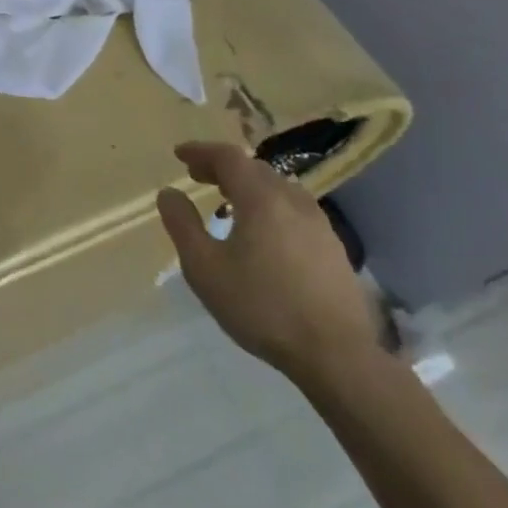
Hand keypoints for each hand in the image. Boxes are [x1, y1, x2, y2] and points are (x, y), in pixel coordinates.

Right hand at [155, 141, 379, 389]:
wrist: (338, 357)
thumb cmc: (262, 307)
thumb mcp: (205, 268)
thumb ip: (182, 224)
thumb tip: (169, 193)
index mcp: (261, 198)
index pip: (228, 157)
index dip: (201, 151)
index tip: (179, 154)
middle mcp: (293, 201)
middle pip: (255, 168)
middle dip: (224, 167)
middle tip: (200, 176)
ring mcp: (320, 225)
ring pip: (279, 189)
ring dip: (250, 186)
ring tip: (230, 202)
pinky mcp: (334, 249)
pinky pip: (295, 211)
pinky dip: (271, 206)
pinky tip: (265, 233)